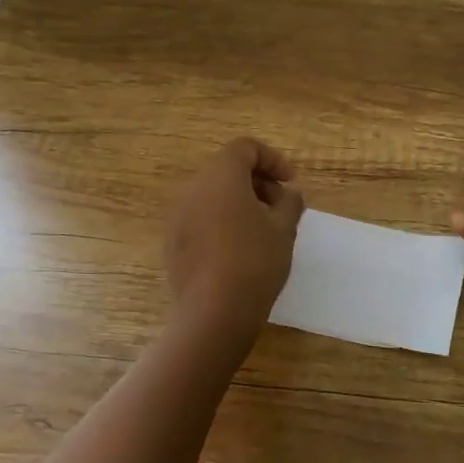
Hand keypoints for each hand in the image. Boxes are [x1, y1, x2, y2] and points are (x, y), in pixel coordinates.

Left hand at [165, 137, 305, 331]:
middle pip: (226, 170)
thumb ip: (290, 203)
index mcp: (220, 176)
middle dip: (258, 183)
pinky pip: (201, 219)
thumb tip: (289, 195)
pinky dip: (222, 222)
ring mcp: (178, 217)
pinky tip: (240, 250)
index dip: (273, 160)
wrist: (213, 313)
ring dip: (240, 203)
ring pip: (212, 196)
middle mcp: (193, 189)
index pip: (245, 148)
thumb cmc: (254, 262)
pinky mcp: (172, 243)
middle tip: (282, 208)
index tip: (291, 183)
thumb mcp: (284, 229)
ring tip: (264, 230)